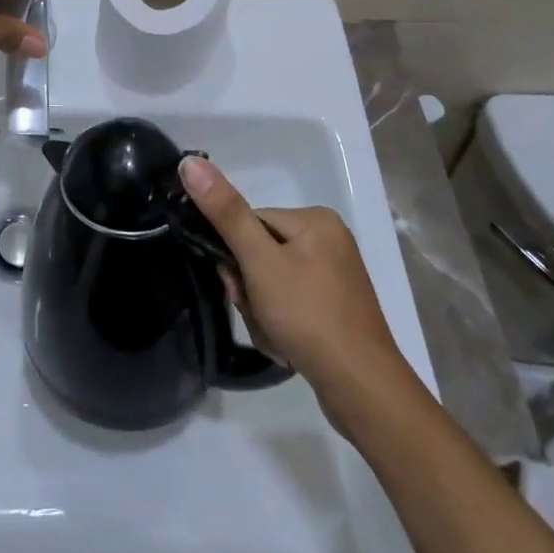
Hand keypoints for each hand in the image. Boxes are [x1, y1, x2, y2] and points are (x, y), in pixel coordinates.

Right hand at [178, 155, 408, 424]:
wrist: (363, 390)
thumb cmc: (309, 316)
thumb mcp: (260, 262)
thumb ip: (225, 212)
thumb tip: (190, 162)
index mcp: (316, 220)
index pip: (251, 223)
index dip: (235, 256)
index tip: (238, 287)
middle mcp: (329, 241)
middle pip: (260, 255)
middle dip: (250, 290)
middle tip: (259, 315)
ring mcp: (335, 277)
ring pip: (271, 284)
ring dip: (262, 312)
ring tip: (276, 336)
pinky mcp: (335, 309)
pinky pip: (290, 305)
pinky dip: (280, 325)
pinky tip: (288, 346)